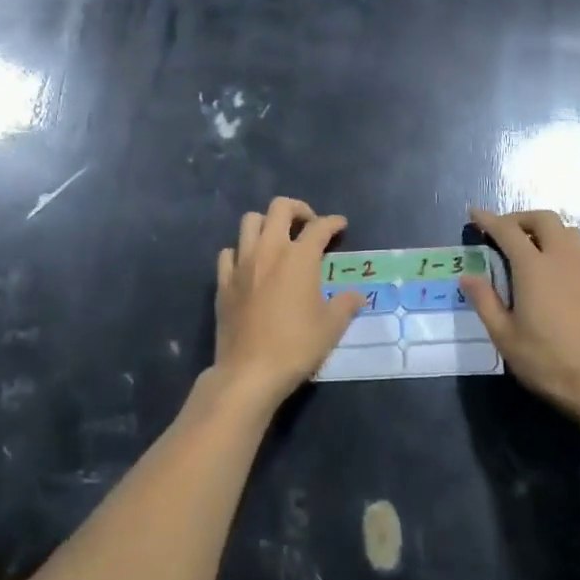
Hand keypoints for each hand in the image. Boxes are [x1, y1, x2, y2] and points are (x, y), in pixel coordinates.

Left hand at [213, 197, 363, 411]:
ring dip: (266, 223)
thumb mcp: (331, 327)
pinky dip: (240, 251)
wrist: (250, 371)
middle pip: (279, 208)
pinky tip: (249, 265)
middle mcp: (269, 250)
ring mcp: (242, 263)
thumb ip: (346, 304)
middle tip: (308, 224)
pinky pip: (228, 252)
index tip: (340, 225)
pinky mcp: (223, 281)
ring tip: (278, 239)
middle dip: (297, 209)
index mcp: (299, 257)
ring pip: (250, 222)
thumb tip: (357, 296)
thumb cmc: (296, 346)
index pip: (319, 227)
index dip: (333, 223)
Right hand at [460, 208, 579, 422]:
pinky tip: (554, 273)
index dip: (489, 219)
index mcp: (535, 268)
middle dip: (520, 218)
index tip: (475, 213)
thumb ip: (485, 301)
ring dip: (546, 230)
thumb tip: (468, 276)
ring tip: (530, 248)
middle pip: (544, 219)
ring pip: (568, 231)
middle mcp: (564, 259)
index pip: (508, 231)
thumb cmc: (548, 362)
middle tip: (504, 232)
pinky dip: (562, 248)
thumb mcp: (505, 337)